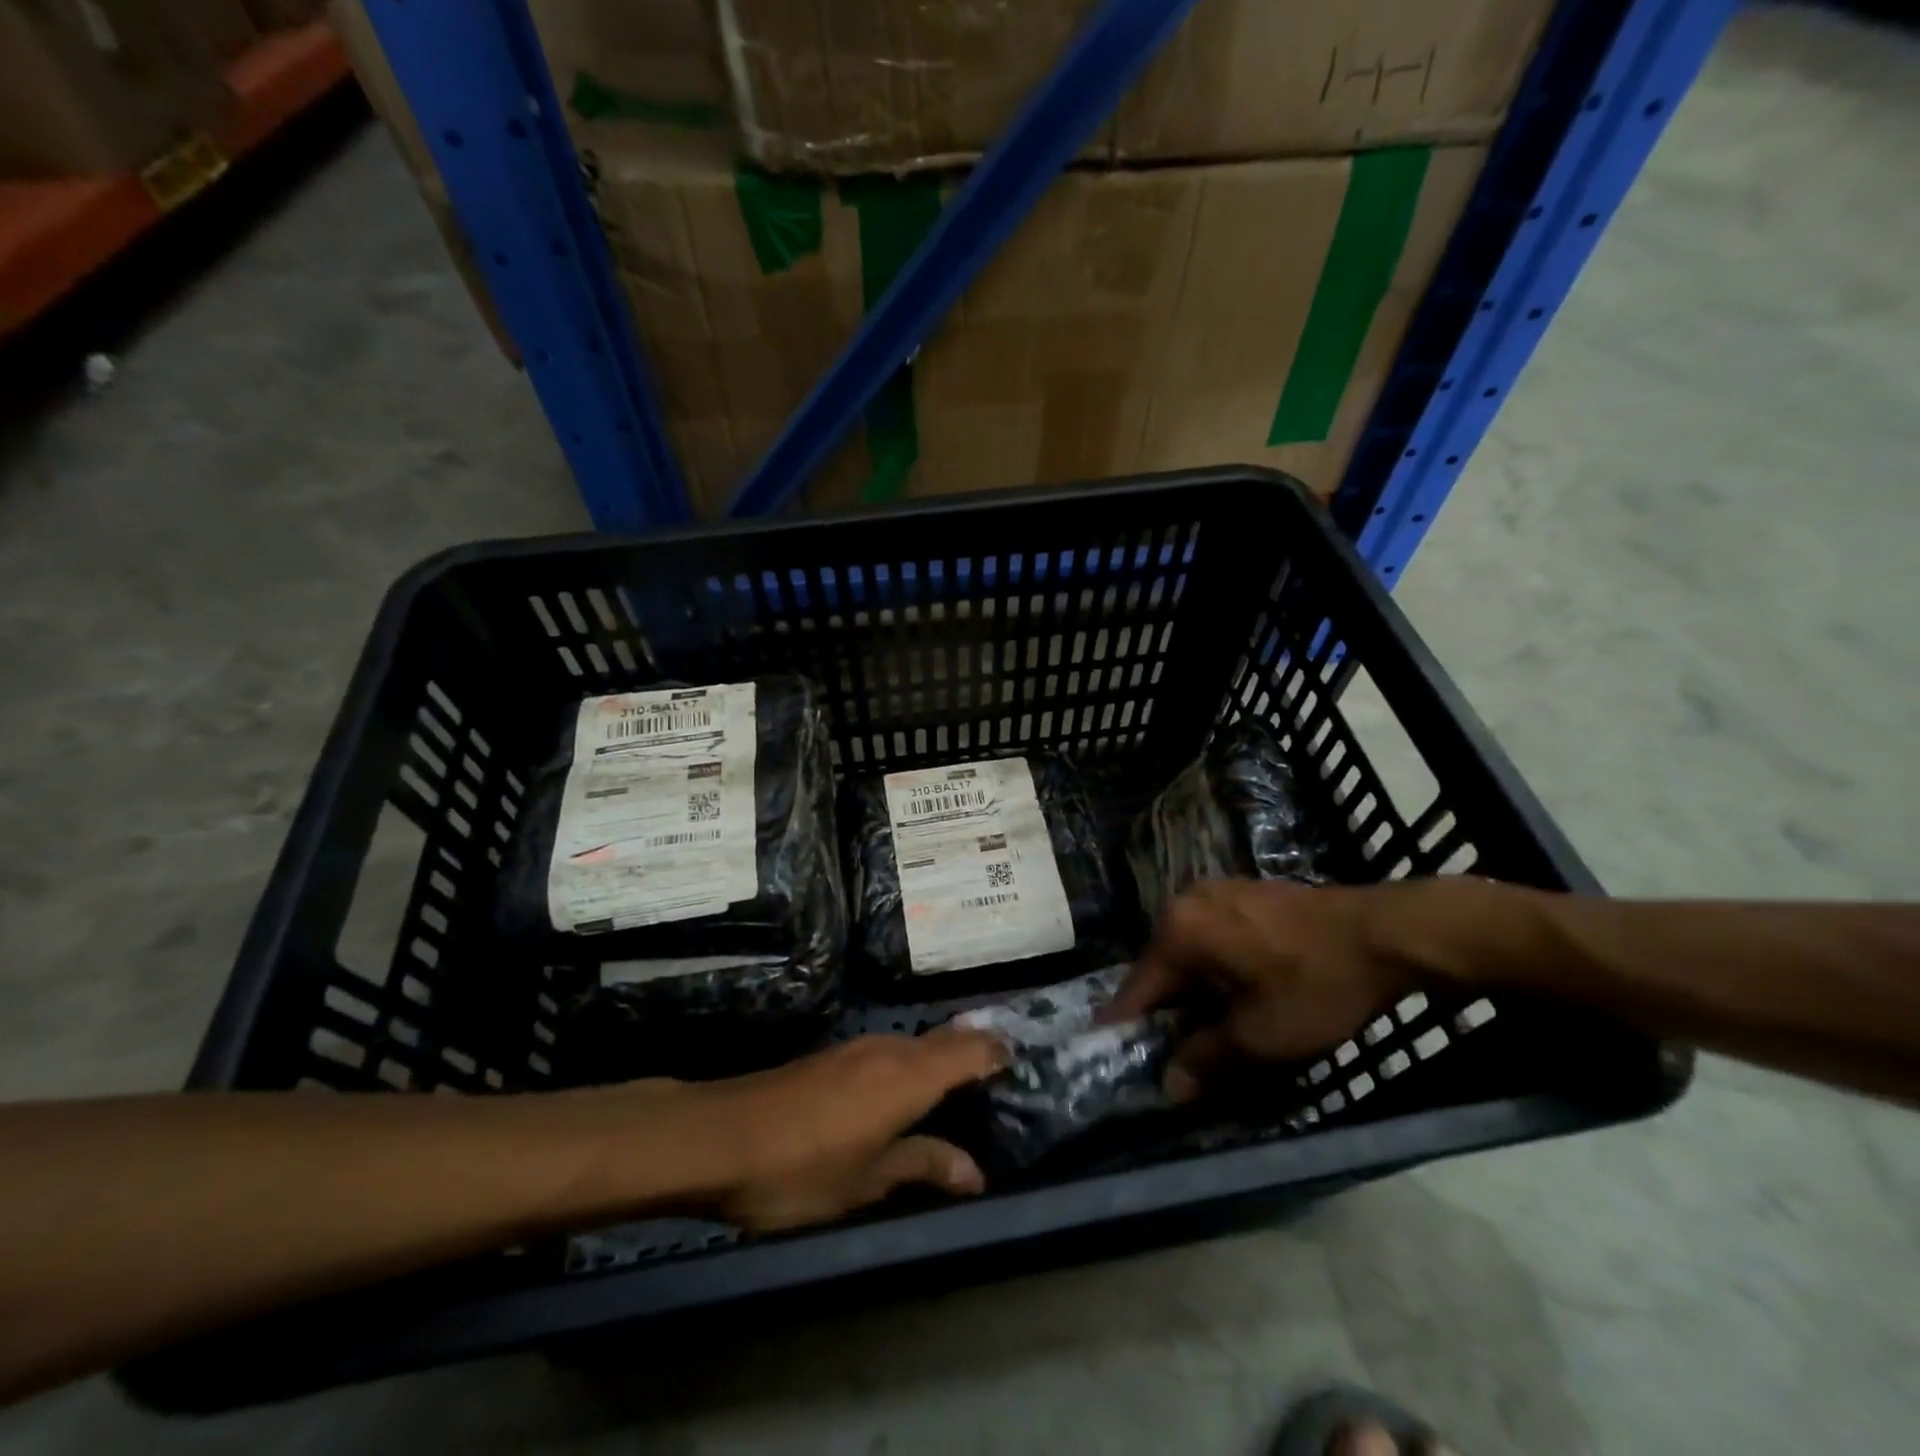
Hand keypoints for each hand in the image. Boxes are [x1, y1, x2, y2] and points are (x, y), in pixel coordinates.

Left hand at [685, 1030, 1005, 1231]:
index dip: (997, 1053)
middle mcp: (889, 1049)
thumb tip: (975, 1172)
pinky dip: (910, 1063)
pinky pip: (889, 1051)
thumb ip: (923, 1166)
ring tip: (959, 1086)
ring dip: (940, 1057)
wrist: (718, 1136)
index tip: (1021, 1063)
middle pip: (946, 1040)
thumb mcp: (867, 1182)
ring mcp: (857, 1048)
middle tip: (999, 1077)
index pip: (969, 1050)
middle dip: (973, 1052)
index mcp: (908, 1076)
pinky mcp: (833, 1056)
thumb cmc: (800, 1168)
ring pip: (915, 1043)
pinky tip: (904, 1089)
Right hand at [1107, 879, 1418, 1100]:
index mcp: (1178, 931)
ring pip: (1187, 952)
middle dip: (1164, 1012)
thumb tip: (1170, 1085)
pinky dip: (1212, 969)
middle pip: (1161, 968)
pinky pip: (1210, 937)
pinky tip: (1233, 994)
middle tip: (1170, 1055)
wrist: (1385, 933)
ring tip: (1204, 1031)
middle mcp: (1186, 903)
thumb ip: (1206, 1058)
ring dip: (1191, 992)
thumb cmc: (1316, 984)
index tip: (1114, 1056)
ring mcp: (1215, 893)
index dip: (1127, 1027)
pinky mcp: (1242, 893)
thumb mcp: (1261, 1036)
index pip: (1138, 988)